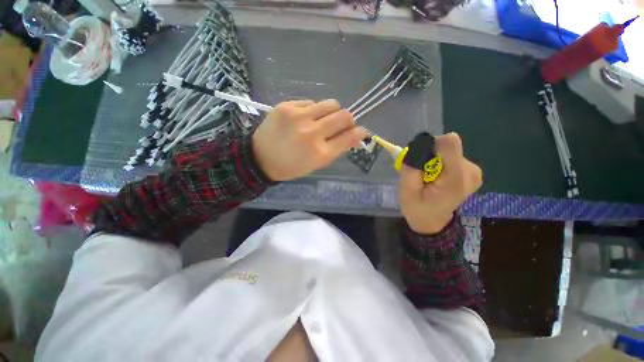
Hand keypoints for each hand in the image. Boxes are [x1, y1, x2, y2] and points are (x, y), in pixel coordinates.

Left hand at [252, 99, 367, 181]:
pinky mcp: (286, 106)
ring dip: (332, 112)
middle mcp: (312, 133)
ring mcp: (299, 117)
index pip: (349, 137)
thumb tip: (356, 136)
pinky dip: (312, 110)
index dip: (359, 133)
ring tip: (322, 119)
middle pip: (344, 115)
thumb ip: (337, 148)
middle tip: (342, 124)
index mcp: (320, 153)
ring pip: (330, 103)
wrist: (260, 158)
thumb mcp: (317, 164)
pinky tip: (303, 119)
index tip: (361, 131)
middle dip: (348, 120)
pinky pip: (310, 102)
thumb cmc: (292, 166)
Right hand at [399, 132, 481, 233]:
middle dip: (429, 156)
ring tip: (427, 177)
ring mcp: (474, 171)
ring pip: (448, 151)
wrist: (432, 221)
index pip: (449, 143)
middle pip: (446, 146)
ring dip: (433, 160)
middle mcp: (471, 171)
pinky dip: (440, 163)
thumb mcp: (406, 190)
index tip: (420, 160)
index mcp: (456, 178)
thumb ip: (411, 168)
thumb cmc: (417, 208)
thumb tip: (418, 146)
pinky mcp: (472, 170)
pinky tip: (436, 177)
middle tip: (421, 174)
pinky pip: (451, 156)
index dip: (430, 146)